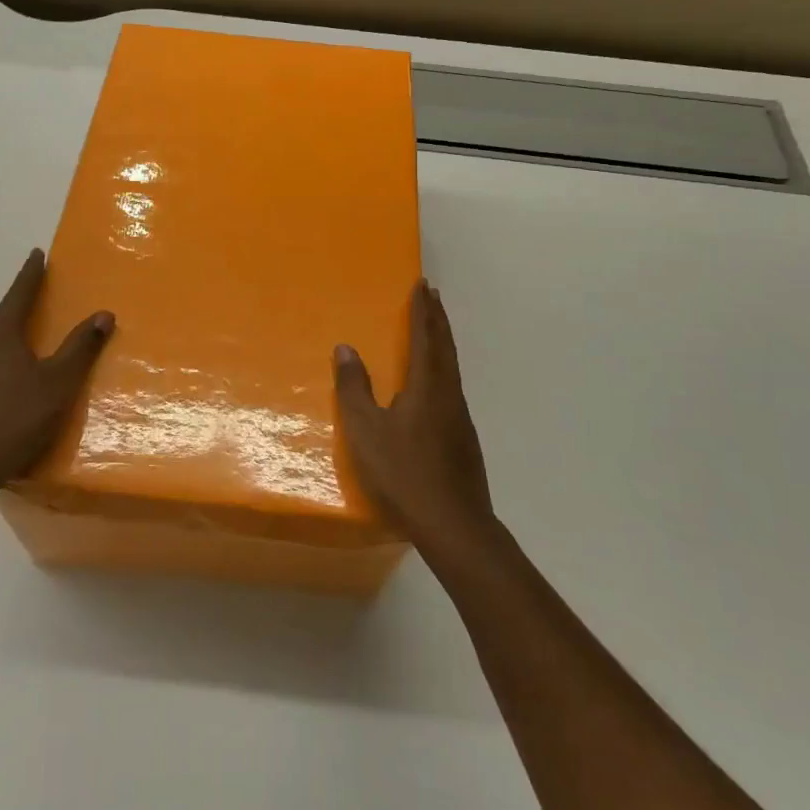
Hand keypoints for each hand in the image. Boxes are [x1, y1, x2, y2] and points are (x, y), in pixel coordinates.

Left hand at [0, 249, 113, 512]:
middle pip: (3, 320)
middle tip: (38, 300)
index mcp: (2, 337)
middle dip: (21, 308)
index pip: (19, 296)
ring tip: (27, 344)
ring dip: (10, 339)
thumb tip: (104, 313)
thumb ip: (81, 347)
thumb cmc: (18, 418)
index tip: (37, 254)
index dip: (30, 275)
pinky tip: (9, 382)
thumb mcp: (59, 383)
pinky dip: (0, 365)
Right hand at [334, 280, 494, 553]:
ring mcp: (460, 418)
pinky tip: (436, 385)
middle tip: (432, 294)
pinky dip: (444, 368)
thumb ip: (354, 388)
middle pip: (445, 346)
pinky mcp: (464, 439)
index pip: (424, 336)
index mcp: (428, 386)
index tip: (422, 285)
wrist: (454, 524)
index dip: (422, 310)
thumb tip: (345, 348)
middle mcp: (449, 394)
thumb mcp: (366, 430)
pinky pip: (452, 387)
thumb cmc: (404, 472)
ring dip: (443, 342)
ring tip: (434, 330)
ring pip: (452, 367)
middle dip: (437, 318)